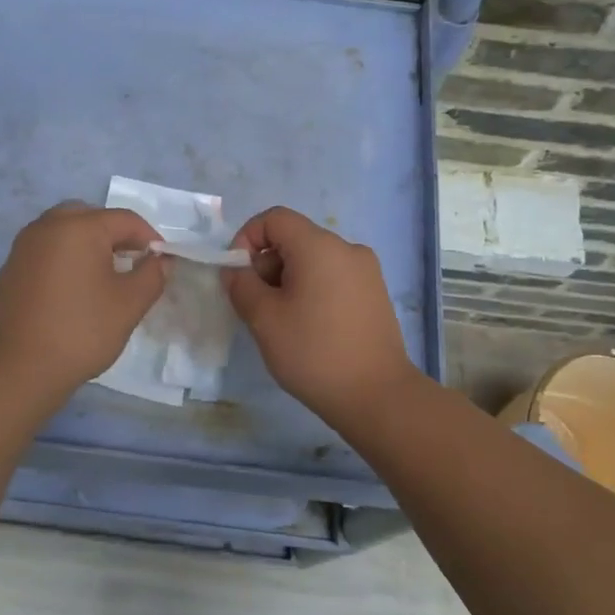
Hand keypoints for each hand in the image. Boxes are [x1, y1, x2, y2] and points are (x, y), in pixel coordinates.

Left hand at [0, 203, 167, 401]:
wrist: (17, 369)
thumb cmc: (81, 331)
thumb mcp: (129, 304)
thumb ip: (152, 275)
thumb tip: (160, 260)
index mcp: (79, 227)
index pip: (125, 219)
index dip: (149, 238)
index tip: (161, 262)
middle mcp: (47, 226)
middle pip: (90, 217)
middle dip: (115, 235)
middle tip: (132, 263)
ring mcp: (23, 247)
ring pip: (64, 232)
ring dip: (88, 245)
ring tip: (104, 277)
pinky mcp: (10, 269)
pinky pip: (45, 251)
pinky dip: (64, 260)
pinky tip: (73, 292)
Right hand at [223, 206, 421, 424]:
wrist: (377, 396)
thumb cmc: (314, 352)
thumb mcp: (264, 319)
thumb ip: (241, 285)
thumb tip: (236, 271)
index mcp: (319, 246)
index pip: (274, 218)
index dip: (247, 238)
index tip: (238, 276)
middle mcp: (347, 248)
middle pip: (294, 239)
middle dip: (267, 265)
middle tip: (257, 307)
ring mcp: (366, 271)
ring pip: (314, 260)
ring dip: (289, 281)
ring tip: (282, 322)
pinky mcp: (375, 294)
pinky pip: (333, 278)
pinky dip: (313, 291)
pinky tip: (310, 329)